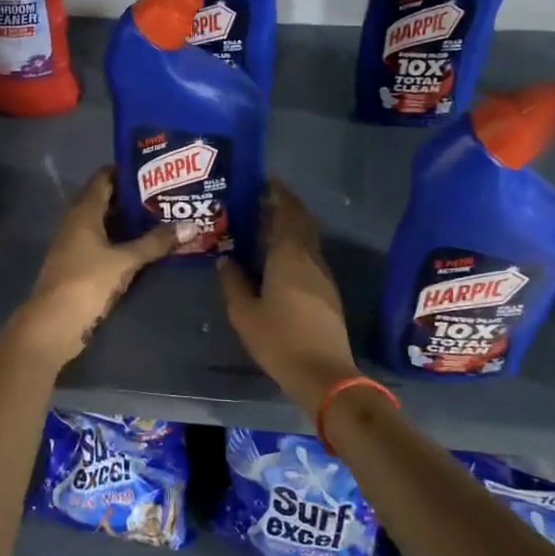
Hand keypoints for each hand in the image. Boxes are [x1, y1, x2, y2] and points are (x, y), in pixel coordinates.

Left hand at [13, 169, 188, 364]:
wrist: (53, 324)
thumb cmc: (86, 282)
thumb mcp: (125, 261)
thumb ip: (156, 243)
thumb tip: (191, 226)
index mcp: (83, 211)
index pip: (104, 178)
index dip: (127, 171)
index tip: (155, 169)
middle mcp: (77, 222)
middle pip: (106, 200)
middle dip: (134, 197)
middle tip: (167, 193)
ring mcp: (76, 244)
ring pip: (106, 223)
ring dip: (130, 221)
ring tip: (164, 216)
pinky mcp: (80, 264)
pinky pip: (104, 243)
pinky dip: (123, 240)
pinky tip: (146, 246)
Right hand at [218, 182, 358, 416]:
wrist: (324, 374)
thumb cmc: (279, 340)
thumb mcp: (244, 313)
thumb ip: (233, 282)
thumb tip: (226, 259)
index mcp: (289, 256)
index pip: (287, 213)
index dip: (278, 194)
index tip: (266, 182)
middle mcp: (310, 258)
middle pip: (302, 222)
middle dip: (286, 207)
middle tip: (263, 201)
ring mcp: (323, 276)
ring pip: (308, 240)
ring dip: (292, 228)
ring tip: (267, 228)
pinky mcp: (328, 293)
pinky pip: (310, 258)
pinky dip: (296, 248)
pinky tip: (280, 260)